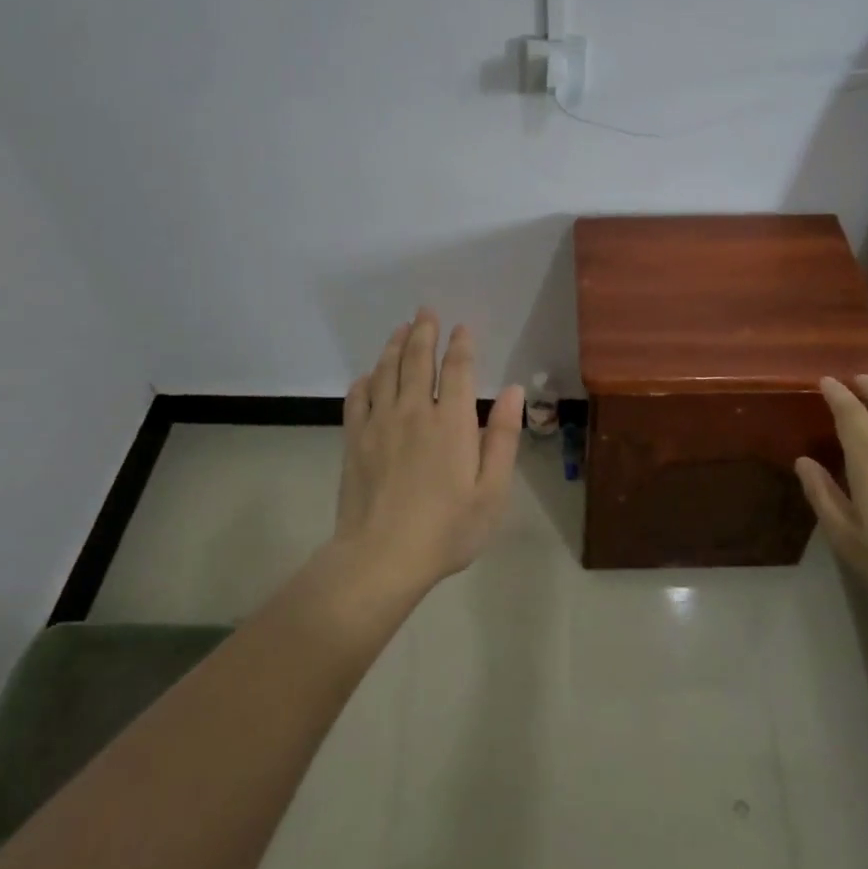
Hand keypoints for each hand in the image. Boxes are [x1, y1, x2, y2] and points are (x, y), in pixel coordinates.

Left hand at [333, 309, 525, 588]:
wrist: (381, 557)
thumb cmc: (447, 528)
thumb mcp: (492, 490)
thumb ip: (502, 437)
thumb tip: (513, 391)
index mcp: (451, 422)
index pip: (456, 369)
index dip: (460, 344)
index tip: (462, 327)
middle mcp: (414, 411)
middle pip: (416, 359)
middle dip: (423, 332)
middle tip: (425, 311)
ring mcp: (379, 423)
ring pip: (385, 371)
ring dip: (394, 346)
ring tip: (400, 329)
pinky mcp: (354, 440)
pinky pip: (358, 398)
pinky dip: (364, 381)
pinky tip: (368, 376)